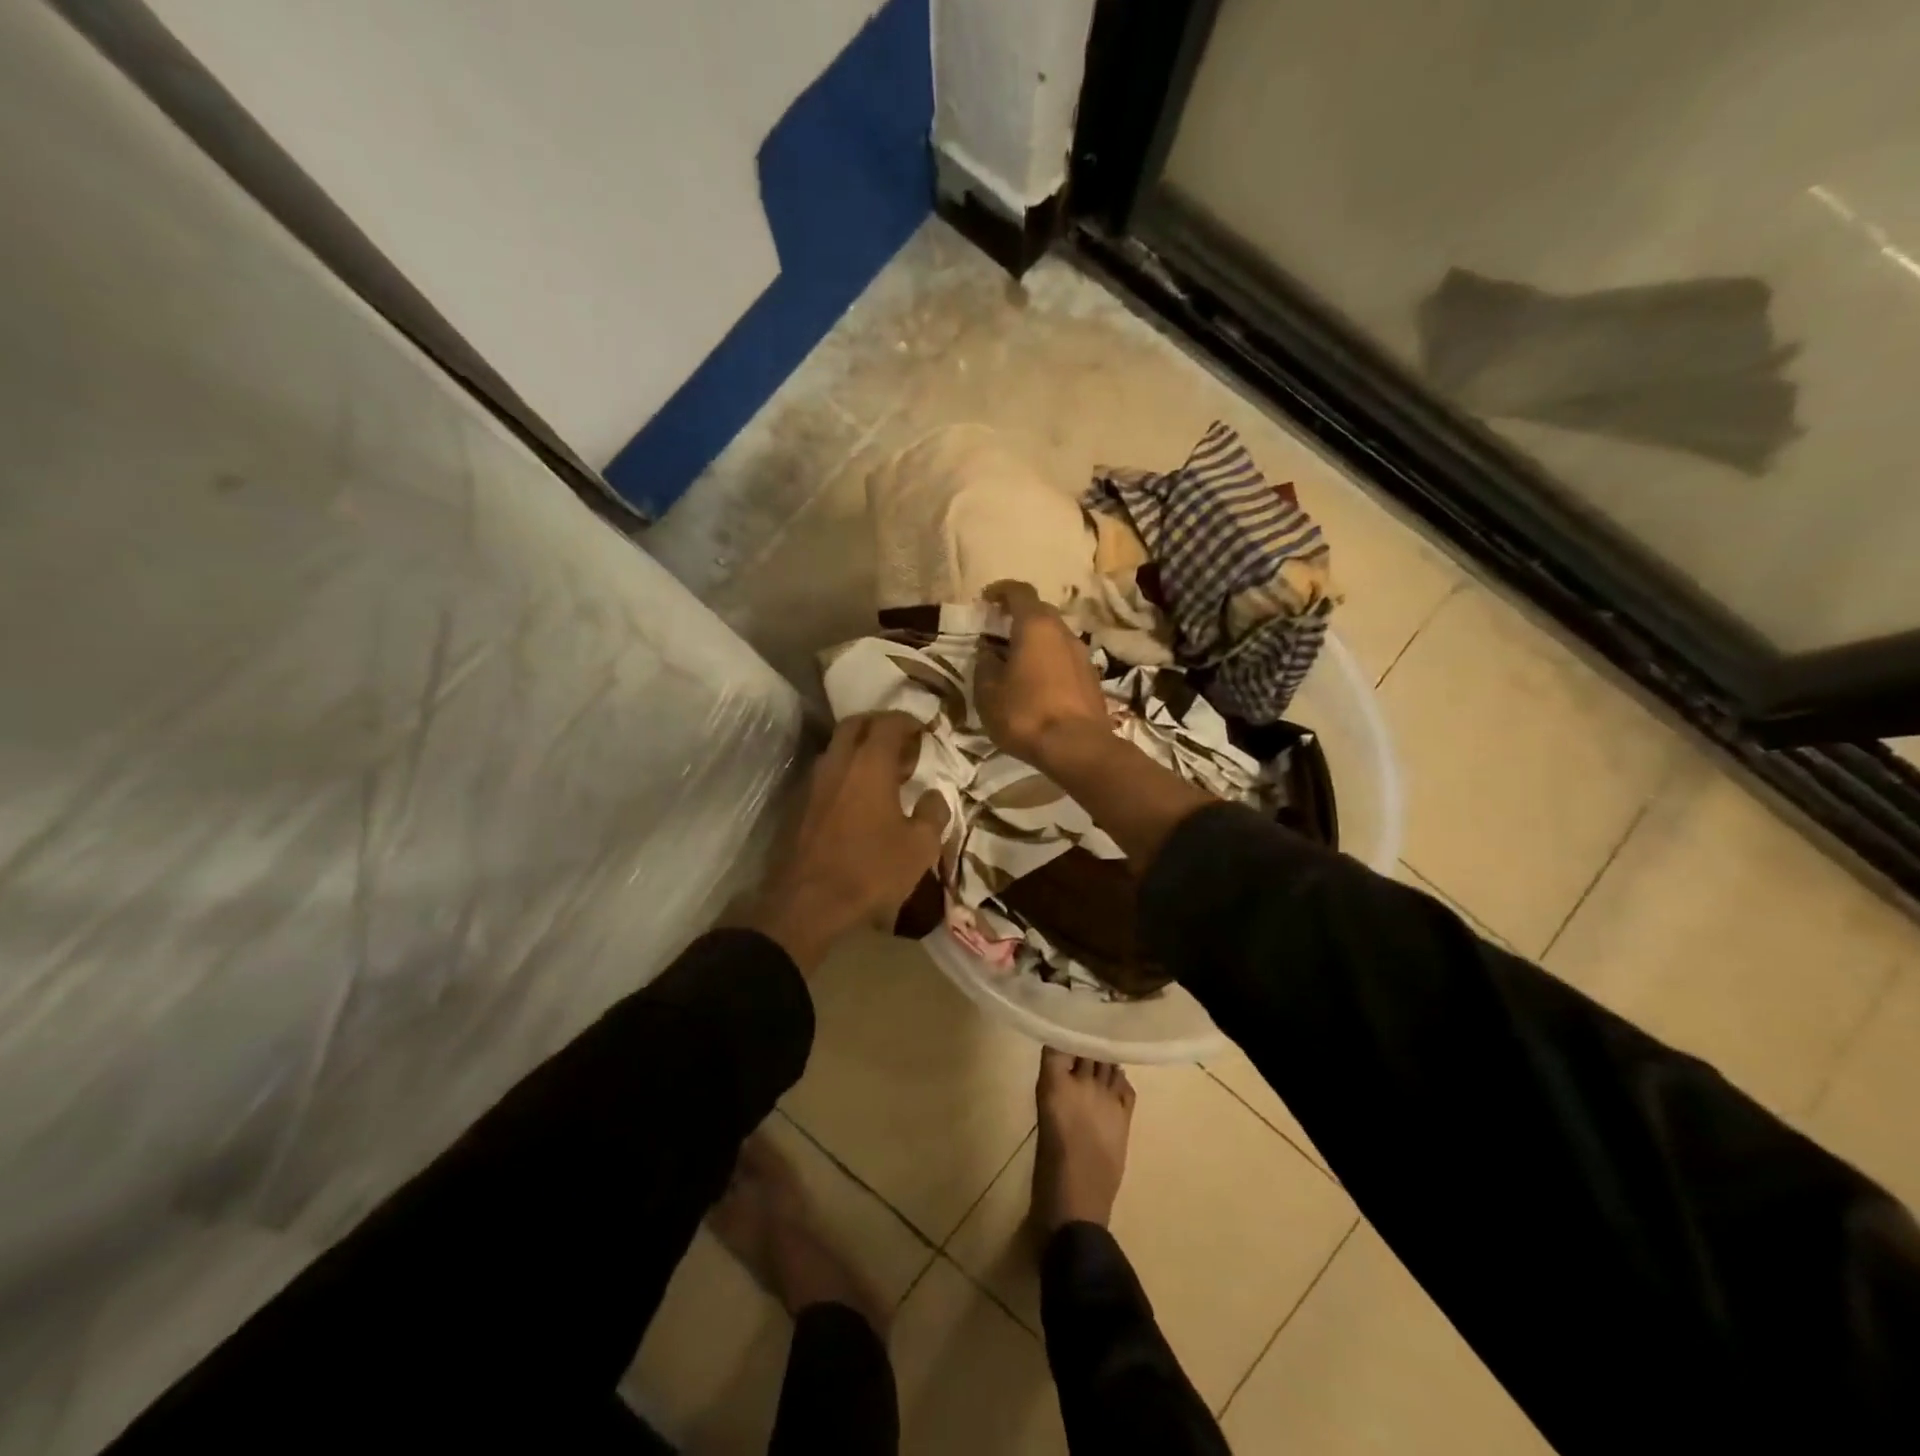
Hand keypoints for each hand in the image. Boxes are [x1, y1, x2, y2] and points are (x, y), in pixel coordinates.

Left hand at [750, 712, 948, 970]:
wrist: (810, 903)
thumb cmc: (872, 870)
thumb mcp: (920, 846)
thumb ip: (933, 813)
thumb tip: (934, 795)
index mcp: (870, 764)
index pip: (889, 723)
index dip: (908, 721)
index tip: (924, 731)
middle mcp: (839, 763)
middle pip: (856, 725)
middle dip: (880, 726)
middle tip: (903, 744)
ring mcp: (816, 783)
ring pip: (838, 747)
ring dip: (861, 749)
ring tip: (885, 771)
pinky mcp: (803, 804)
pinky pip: (829, 772)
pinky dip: (847, 771)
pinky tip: (862, 797)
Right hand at [975, 580, 1110, 768]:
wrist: (1077, 747)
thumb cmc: (1026, 714)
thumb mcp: (988, 693)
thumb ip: (985, 665)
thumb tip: (988, 653)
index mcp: (1036, 626)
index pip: (1020, 591)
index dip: (1001, 590)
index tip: (986, 599)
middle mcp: (1064, 632)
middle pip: (1040, 612)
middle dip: (1019, 616)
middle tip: (998, 631)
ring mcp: (1082, 655)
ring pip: (1055, 637)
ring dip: (1036, 642)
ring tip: (1016, 661)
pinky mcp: (1092, 678)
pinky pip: (1065, 659)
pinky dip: (1049, 662)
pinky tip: (1036, 684)